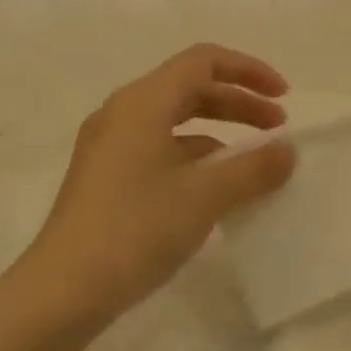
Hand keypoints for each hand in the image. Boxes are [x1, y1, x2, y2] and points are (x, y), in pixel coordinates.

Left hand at [13, 44, 295, 324]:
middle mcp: (122, 113)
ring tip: (253, 161)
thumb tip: (287, 151)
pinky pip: (159, 150)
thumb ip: (252, 169)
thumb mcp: (204, 197)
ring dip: (219, 131)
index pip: (203, 61)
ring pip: (174, 121)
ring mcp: (110, 146)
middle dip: (238, 103)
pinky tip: (215, 189)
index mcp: (142, 102)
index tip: (283, 99)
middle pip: (190, 88)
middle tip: (278, 129)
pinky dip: (194, 158)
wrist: (64, 290)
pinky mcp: (106, 177)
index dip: (249, 71)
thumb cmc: (136, 229)